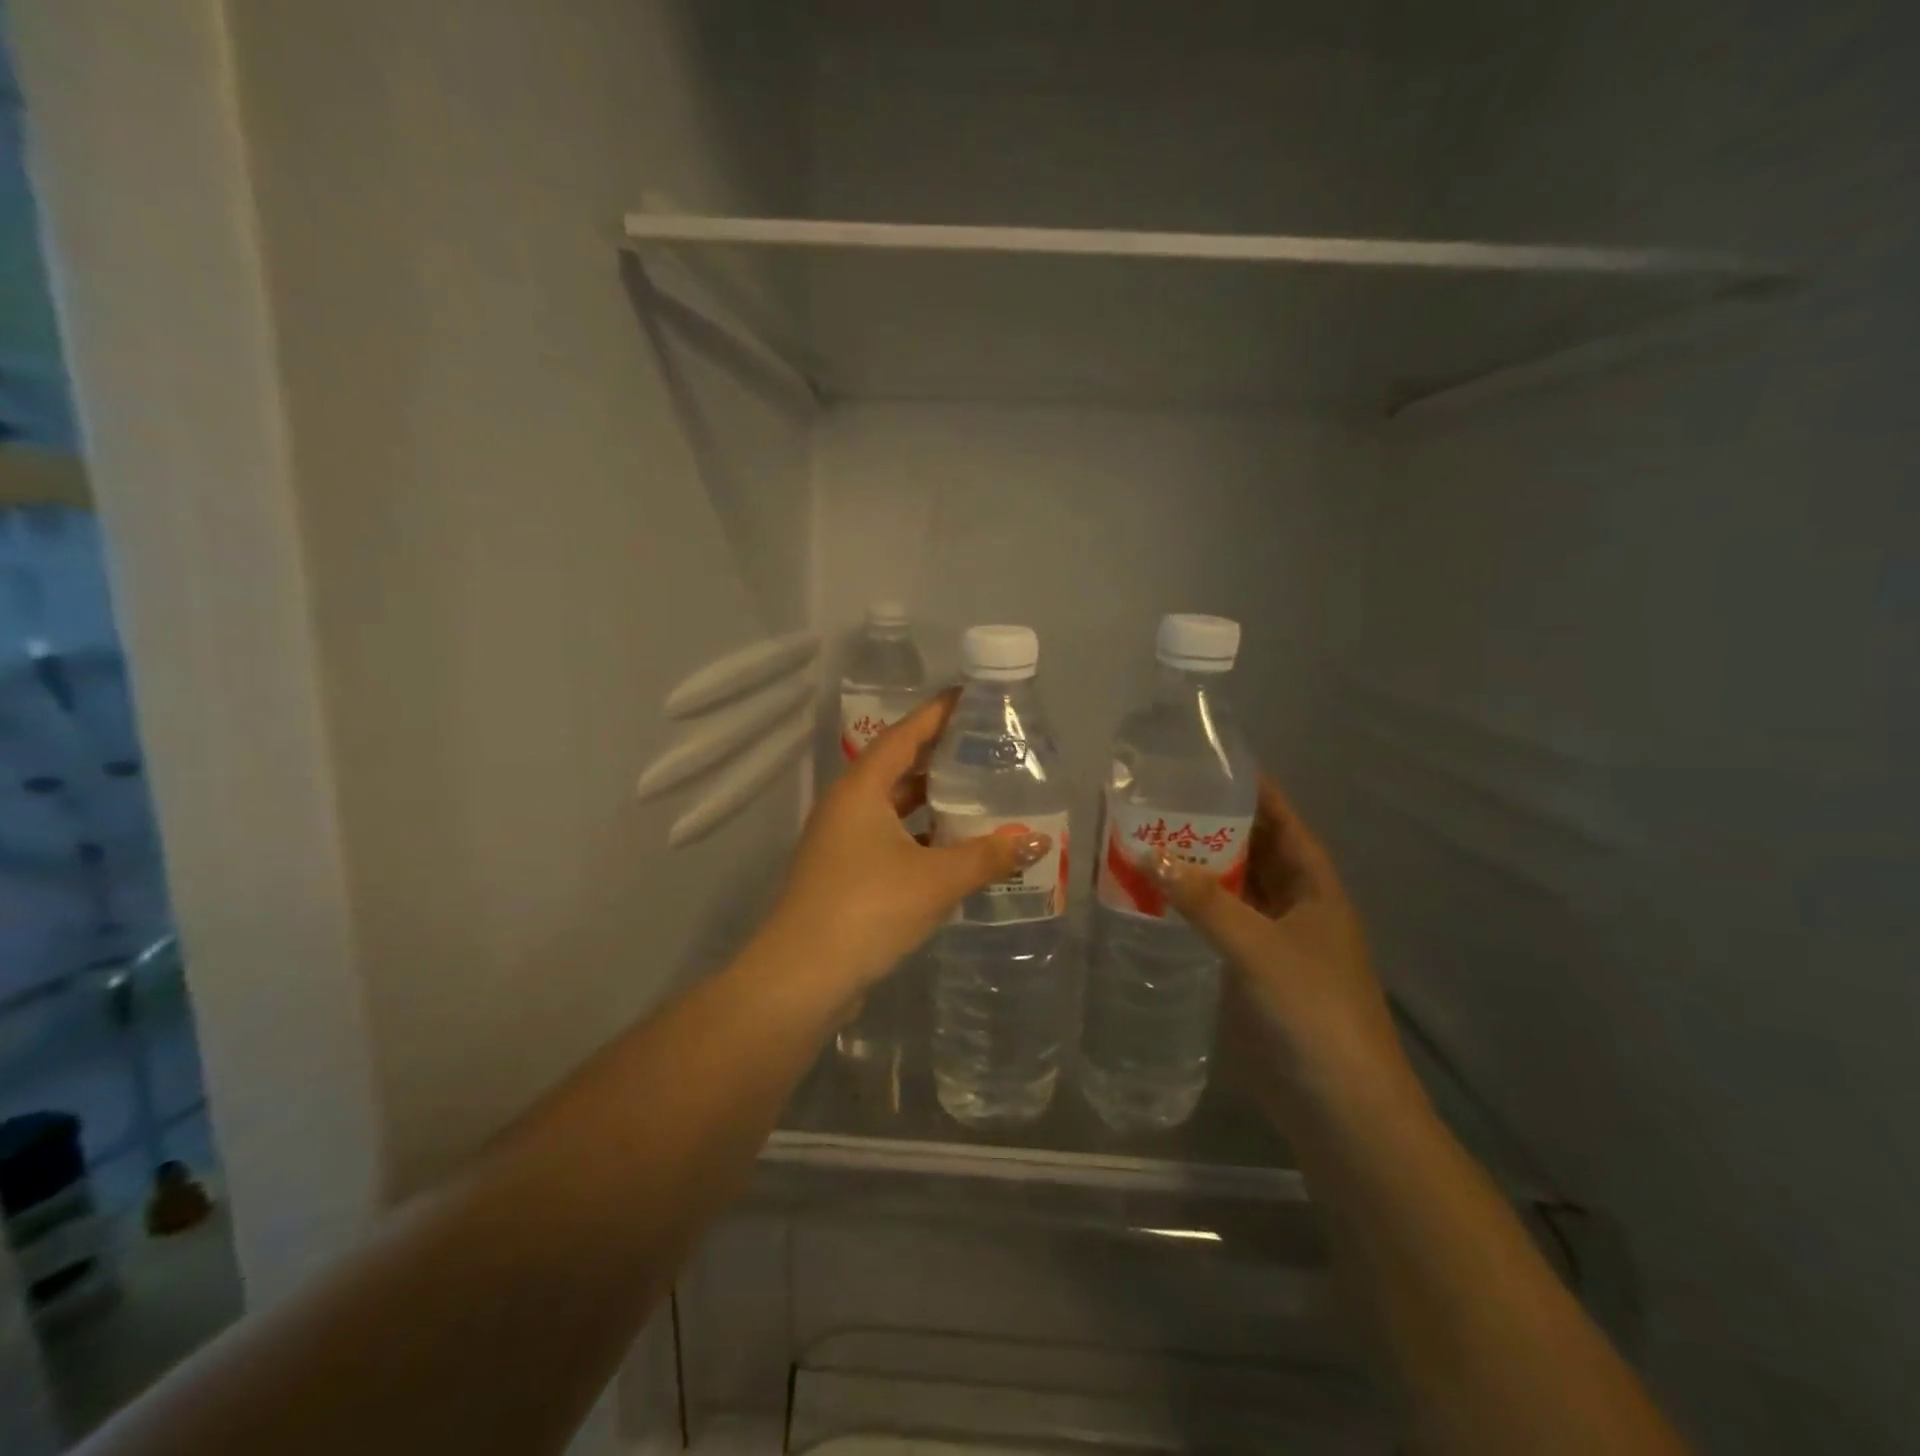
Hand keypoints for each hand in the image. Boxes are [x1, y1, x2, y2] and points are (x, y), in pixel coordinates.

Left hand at [766, 689, 1050, 992]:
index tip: (970, 697)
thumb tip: (1036, 840)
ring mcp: (841, 841)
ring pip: (893, 806)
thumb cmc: (867, 909)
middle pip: (898, 767)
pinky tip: (953, 849)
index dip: (937, 713)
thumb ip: (988, 856)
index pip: (904, 734)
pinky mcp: (844, 873)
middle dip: (939, 756)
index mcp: (861, 789)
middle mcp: (847, 806)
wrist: (802, 977)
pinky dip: (920, 836)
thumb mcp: (936, 879)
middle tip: (985, 748)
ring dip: (931, 801)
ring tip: (977, 795)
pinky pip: (889, 838)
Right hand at [1150, 777, 1416, 1116]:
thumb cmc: (1314, 1014)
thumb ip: (1205, 901)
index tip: (1214, 766)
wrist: (1341, 1110)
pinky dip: (1193, 912)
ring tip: (1148, 842)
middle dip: (1216, 829)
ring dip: (1201, 871)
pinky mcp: (1253, 977)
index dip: (1257, 794)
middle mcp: (1298, 910)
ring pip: (1235, 893)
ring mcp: (1276, 945)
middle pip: (1256, 854)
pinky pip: (1220, 929)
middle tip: (1161, 803)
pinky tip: (1156, 903)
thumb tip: (1148, 854)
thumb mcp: (1259, 948)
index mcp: (1317, 890)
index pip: (1285, 825)